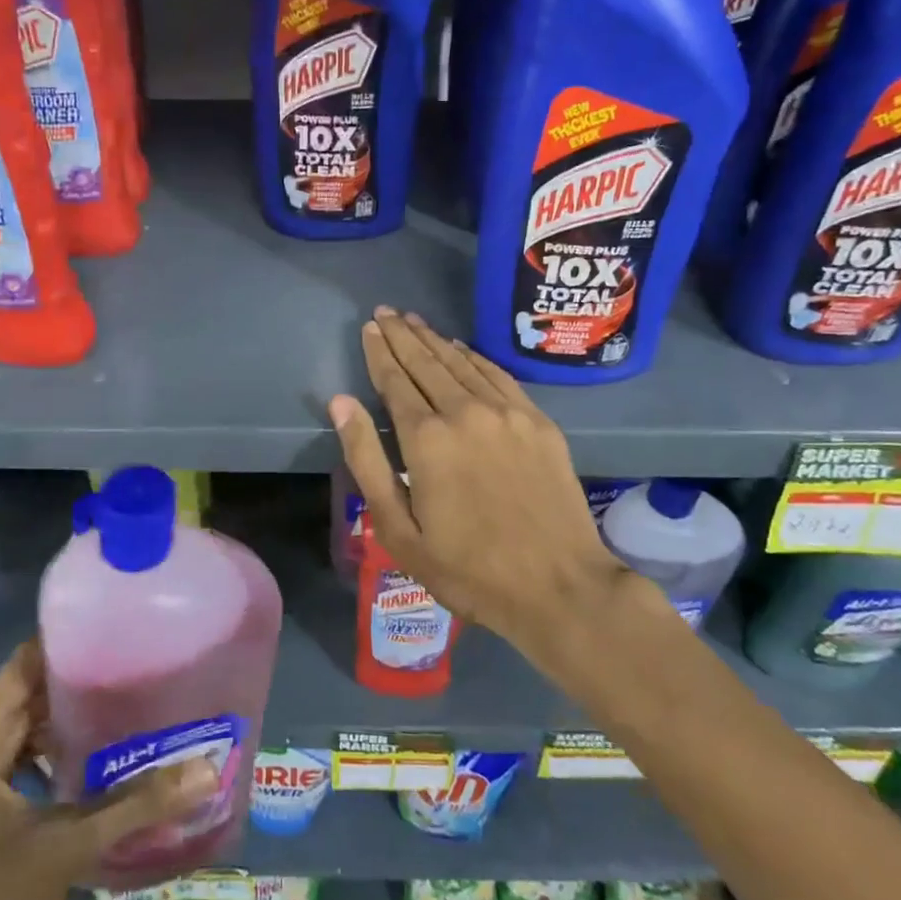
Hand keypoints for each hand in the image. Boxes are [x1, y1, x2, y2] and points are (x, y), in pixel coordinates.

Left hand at [0, 642, 212, 899]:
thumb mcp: (66, 849)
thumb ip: (136, 805)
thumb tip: (206, 769)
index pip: (28, 661)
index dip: (74, 640)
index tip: (126, 627)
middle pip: (33, 688)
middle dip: (85, 675)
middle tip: (145, 661)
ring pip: (31, 722)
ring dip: (75, 714)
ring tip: (134, 698)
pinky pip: (26, 752)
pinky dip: (61, 747)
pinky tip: (104, 755)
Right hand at [328, 307, 632, 662]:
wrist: (560, 587)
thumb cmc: (468, 569)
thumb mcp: (399, 529)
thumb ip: (367, 460)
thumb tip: (341, 403)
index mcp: (427, 439)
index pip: (395, 380)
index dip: (379, 352)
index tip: (368, 328)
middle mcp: (465, 411)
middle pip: (426, 362)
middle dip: (402, 335)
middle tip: (385, 312)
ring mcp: (507, 413)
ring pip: (462, 362)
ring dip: (434, 339)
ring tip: (414, 321)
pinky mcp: (538, 422)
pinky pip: (498, 375)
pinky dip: (474, 357)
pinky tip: (461, 348)